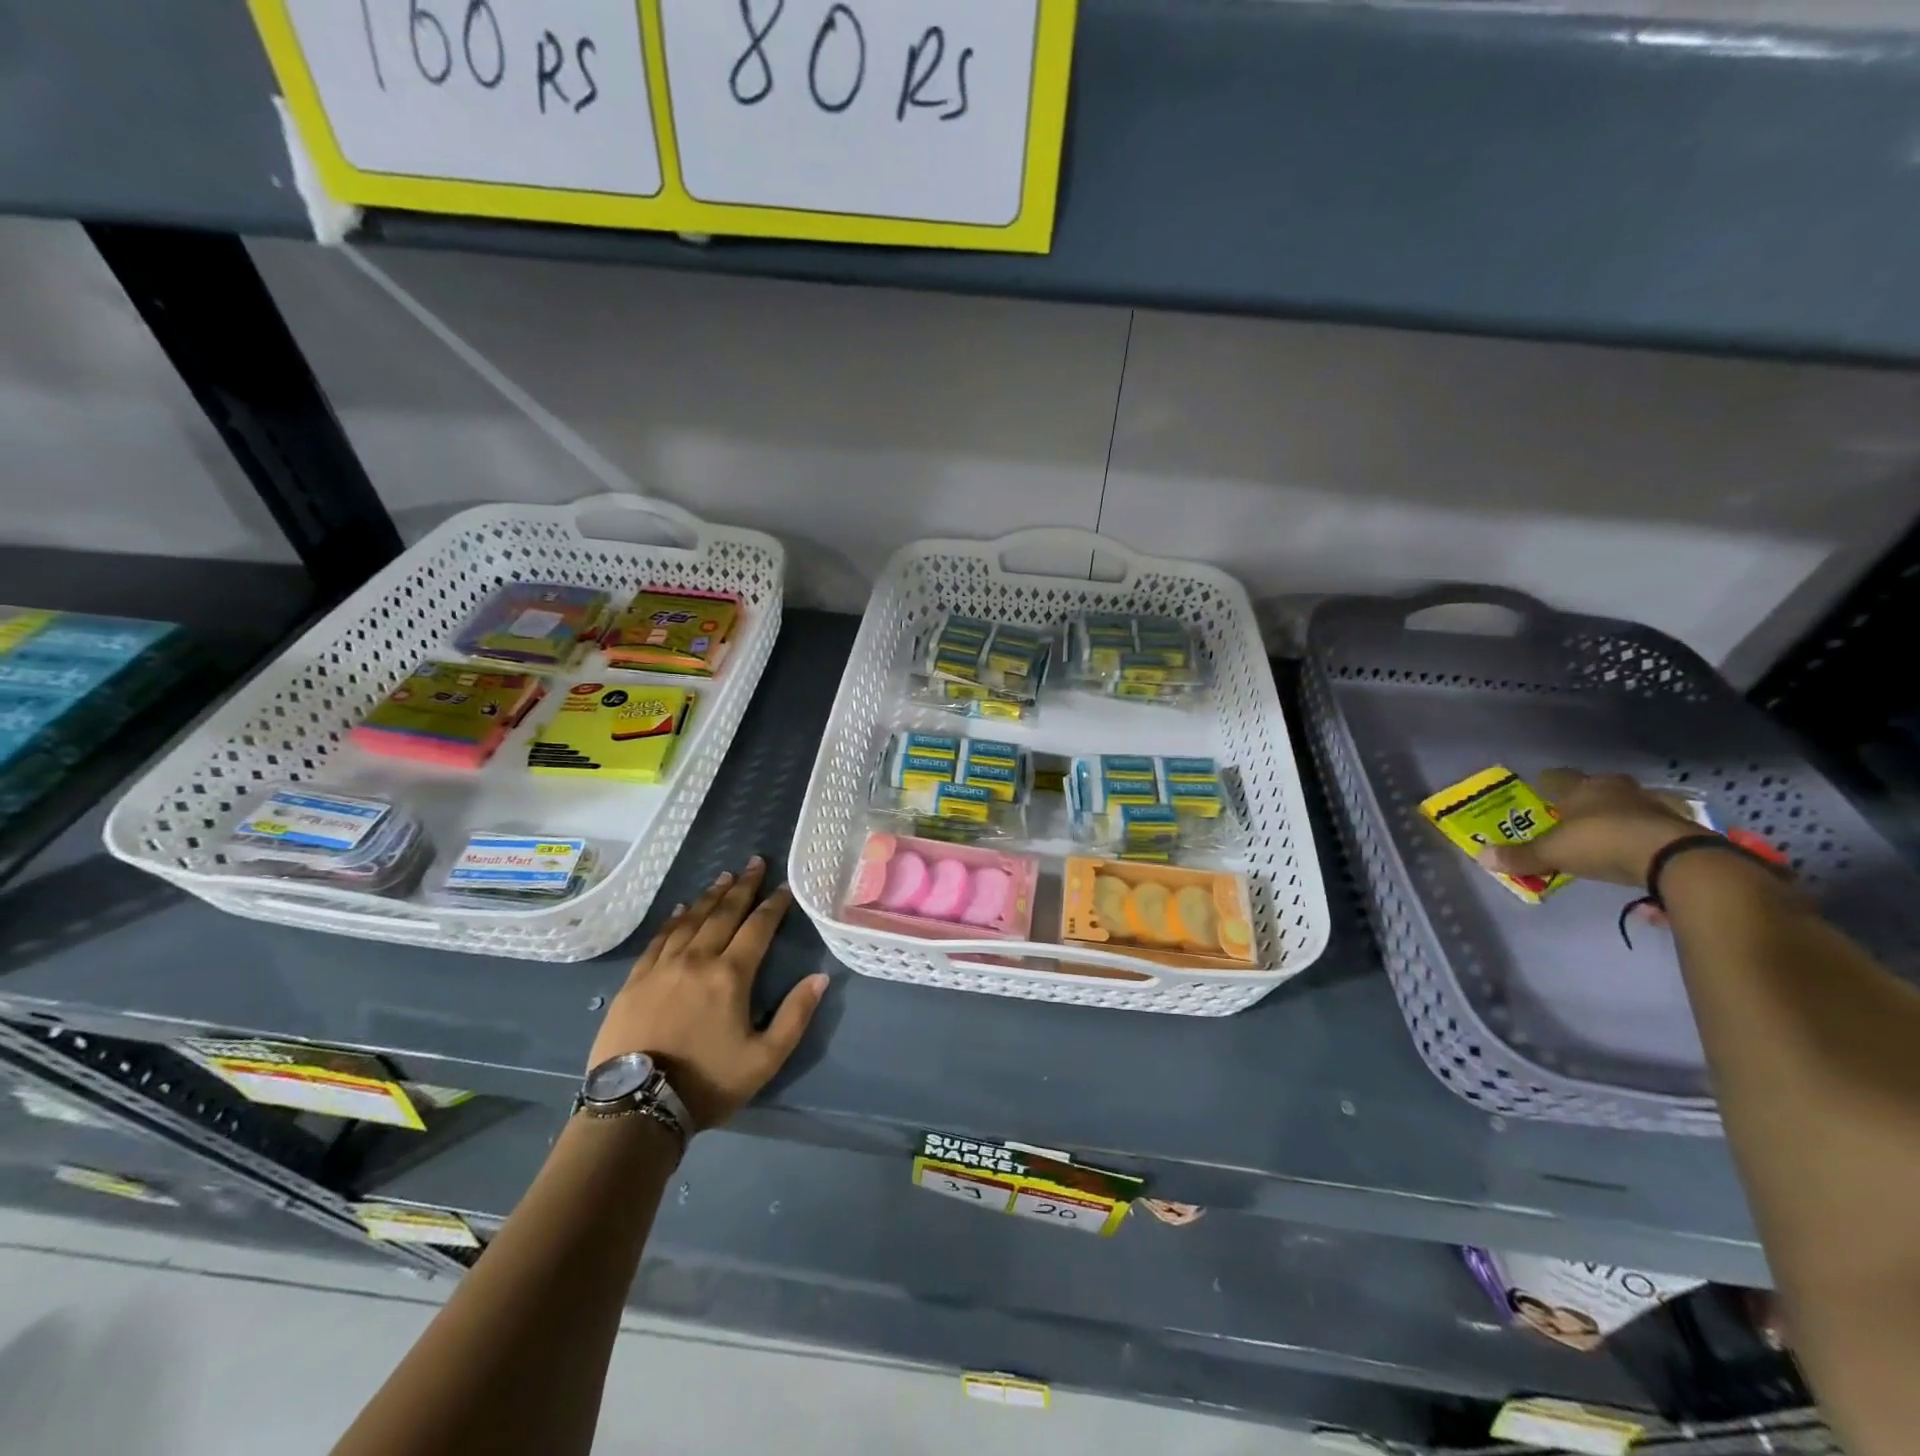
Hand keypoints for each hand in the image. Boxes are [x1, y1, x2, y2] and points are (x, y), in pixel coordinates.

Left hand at [587, 857, 828, 1131]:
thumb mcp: (764, 1059)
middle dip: (742, 887)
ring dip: (709, 896)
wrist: (635, 1106)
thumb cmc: (707, 1083)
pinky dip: (673, 920)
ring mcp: (662, 967)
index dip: (773, 904)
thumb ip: (795, 1016)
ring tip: (724, 877)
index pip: (758, 928)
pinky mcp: (635, 980)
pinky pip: (659, 939)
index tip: (784, 886)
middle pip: (723, 913)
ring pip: (690, 920)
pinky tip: (679, 909)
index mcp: (730, 975)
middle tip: (754, 862)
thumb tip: (820, 977)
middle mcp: (697, 959)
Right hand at [1477, 769, 1702, 887]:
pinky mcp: (1680, 825)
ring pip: (1627, 804)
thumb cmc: (1602, 843)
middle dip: (1584, 799)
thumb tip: (1480, 856)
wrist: (1675, 858)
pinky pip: (1652, 825)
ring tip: (1604, 834)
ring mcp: (1653, 805)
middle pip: (1596, 788)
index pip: (1557, 777)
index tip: (1538, 791)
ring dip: (1616, 815)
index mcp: (1583, 788)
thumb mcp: (1553, 853)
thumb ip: (1520, 856)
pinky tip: (1635, 849)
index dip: (1546, 784)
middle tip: (1571, 815)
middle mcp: (1617, 789)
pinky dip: (1642, 834)